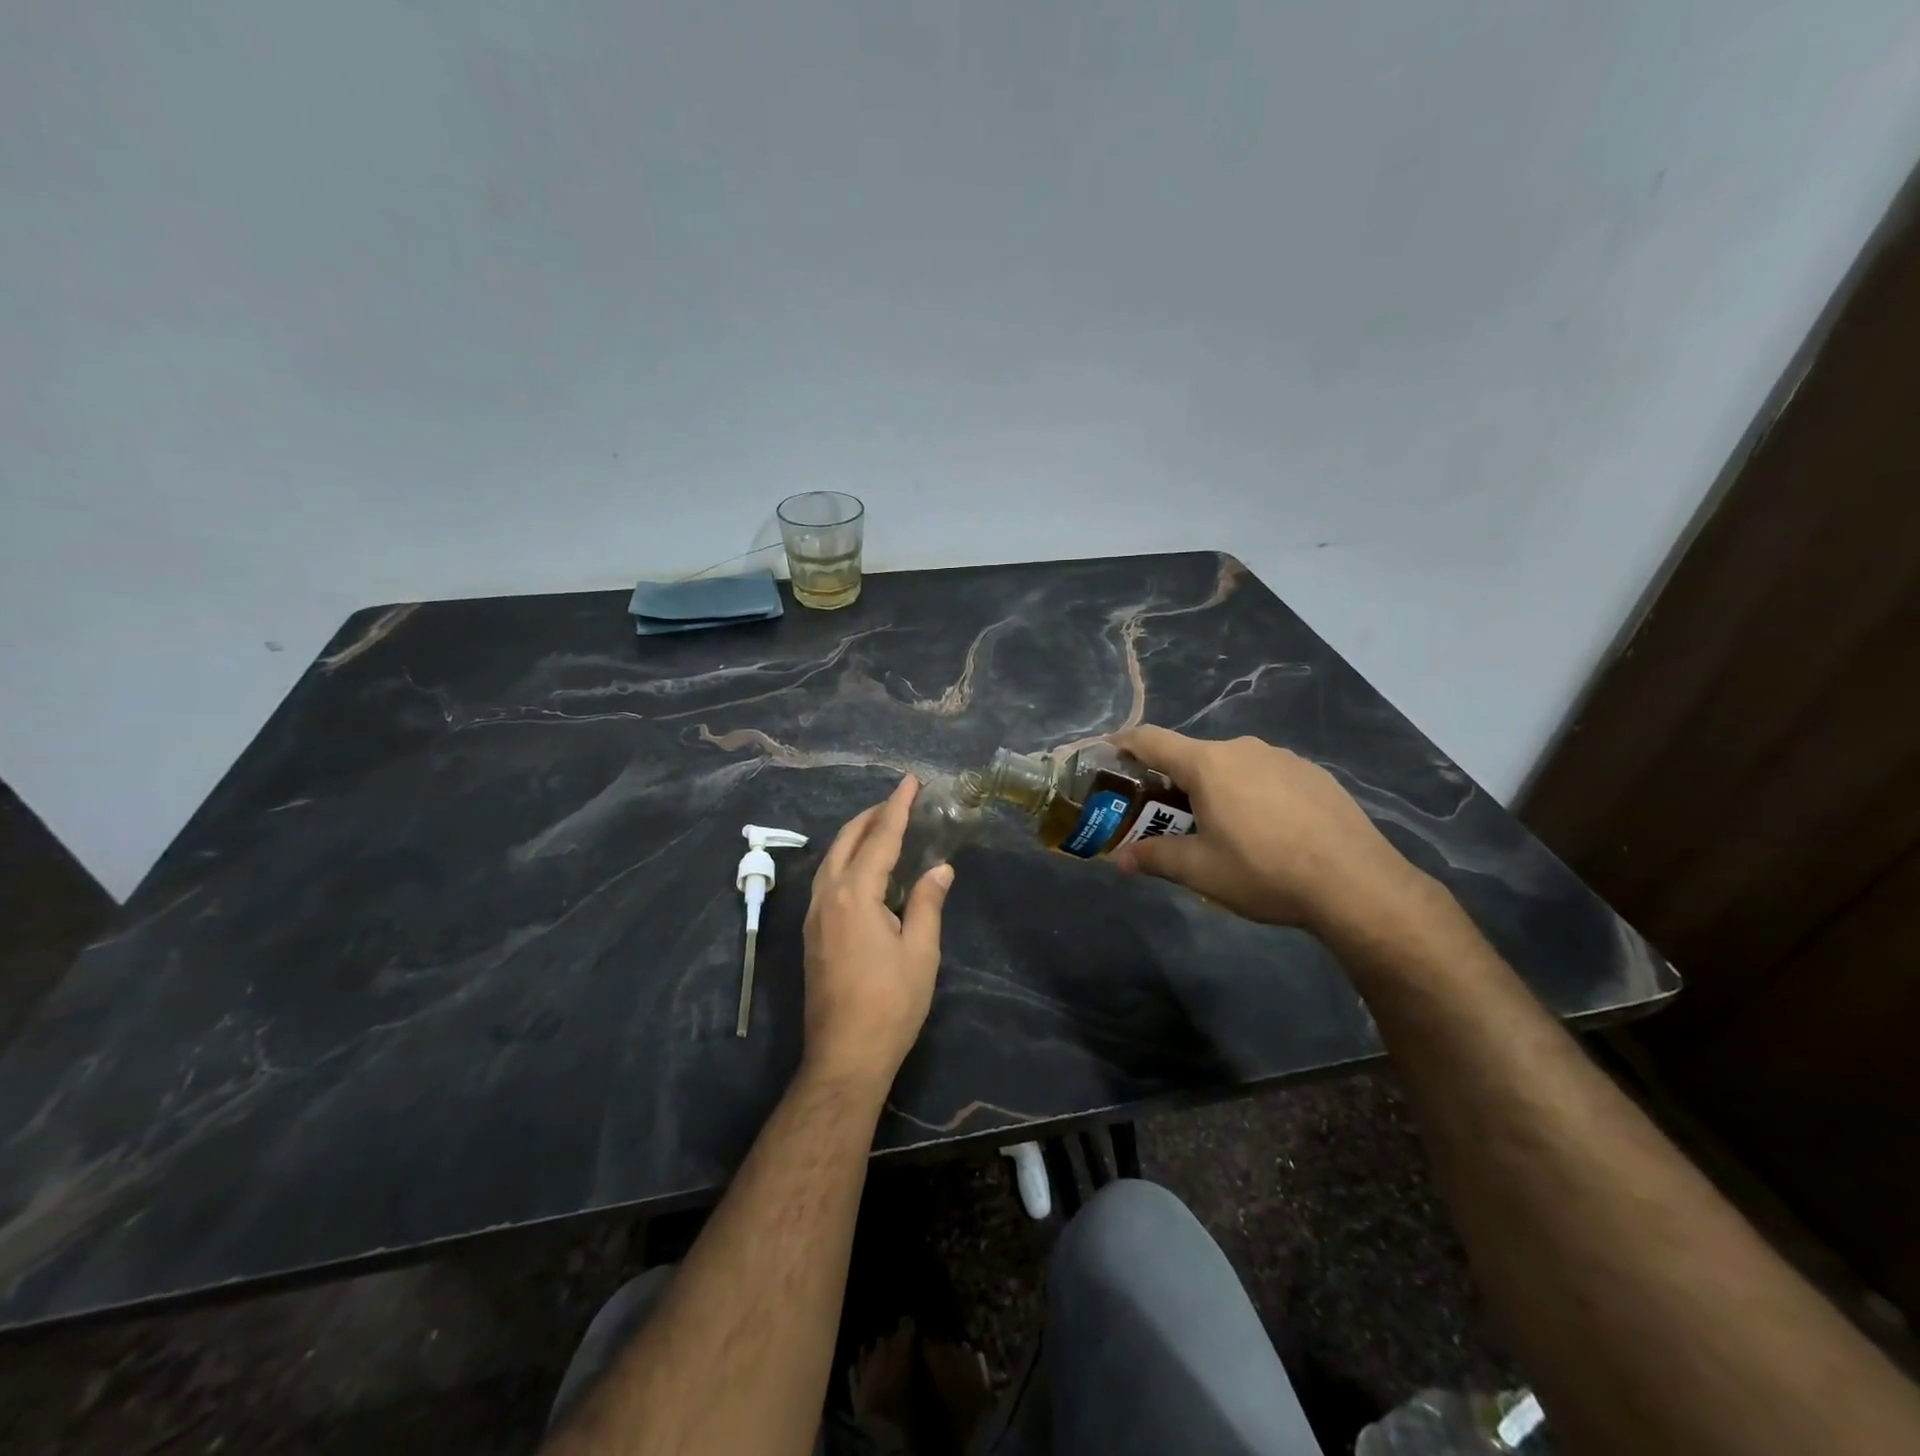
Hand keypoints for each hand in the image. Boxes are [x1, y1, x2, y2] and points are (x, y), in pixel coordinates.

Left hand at [801, 776, 954, 1091]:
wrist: (845, 1055)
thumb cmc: (890, 1003)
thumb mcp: (921, 952)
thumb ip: (927, 903)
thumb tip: (939, 869)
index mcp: (855, 895)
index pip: (880, 838)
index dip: (897, 807)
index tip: (910, 781)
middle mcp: (827, 896)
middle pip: (847, 840)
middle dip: (873, 816)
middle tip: (900, 801)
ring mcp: (814, 915)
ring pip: (832, 858)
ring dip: (856, 836)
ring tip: (884, 827)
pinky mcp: (812, 933)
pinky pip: (828, 878)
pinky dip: (847, 859)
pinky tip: (864, 868)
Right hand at [1110, 727, 1427, 935]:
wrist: (1356, 884)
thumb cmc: (1264, 871)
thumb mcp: (1200, 871)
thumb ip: (1155, 858)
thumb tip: (1120, 860)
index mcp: (1208, 765)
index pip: (1151, 739)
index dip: (1124, 744)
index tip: (1108, 753)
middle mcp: (1243, 748)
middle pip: (1194, 756)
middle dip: (1173, 781)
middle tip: (1168, 817)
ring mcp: (1283, 757)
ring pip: (1233, 766)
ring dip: (1216, 788)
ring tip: (1223, 828)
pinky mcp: (1314, 774)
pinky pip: (1267, 775)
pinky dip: (1253, 793)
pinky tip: (1269, 830)